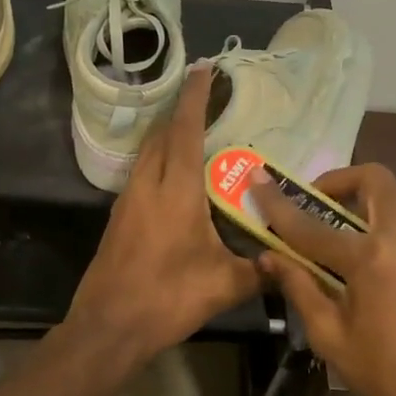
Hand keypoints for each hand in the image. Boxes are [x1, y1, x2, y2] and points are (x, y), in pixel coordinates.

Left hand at [67, 66, 261, 370]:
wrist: (109, 326)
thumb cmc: (168, 298)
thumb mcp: (224, 286)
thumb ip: (259, 271)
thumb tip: (287, 264)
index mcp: (176, 191)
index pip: (184, 131)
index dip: (194, 98)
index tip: (203, 69)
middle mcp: (147, 186)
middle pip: (160, 135)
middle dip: (180, 111)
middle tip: (204, 98)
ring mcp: (126, 202)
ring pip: (146, 154)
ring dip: (166, 136)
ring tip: (191, 131)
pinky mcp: (118, 220)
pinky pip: (140, 175)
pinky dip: (157, 162)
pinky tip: (173, 178)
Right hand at [251, 163, 395, 395]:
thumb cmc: (387, 375)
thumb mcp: (330, 335)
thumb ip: (299, 287)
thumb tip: (269, 257)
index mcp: (371, 257)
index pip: (311, 224)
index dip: (278, 203)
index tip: (257, 179)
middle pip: (374, 180)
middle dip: (339, 181)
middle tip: (314, 204)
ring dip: (364, 200)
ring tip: (336, 232)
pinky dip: (383, 222)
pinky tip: (366, 259)